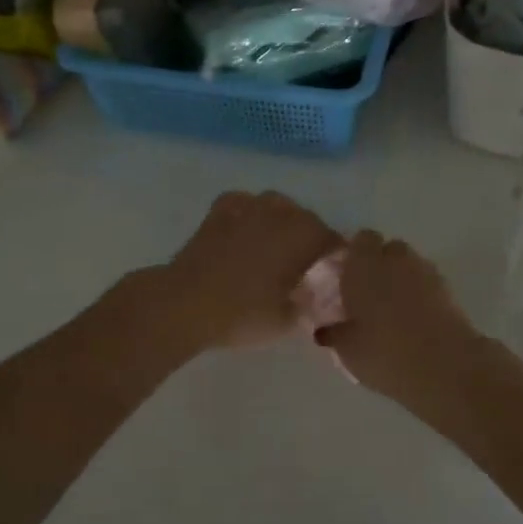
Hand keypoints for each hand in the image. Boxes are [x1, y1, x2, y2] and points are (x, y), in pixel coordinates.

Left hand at [146, 191, 341, 351]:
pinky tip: (246, 227)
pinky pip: (244, 202)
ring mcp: (248, 206)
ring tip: (276, 243)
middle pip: (306, 218)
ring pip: (277, 205)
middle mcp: (280, 213)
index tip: (334, 270)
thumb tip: (312, 297)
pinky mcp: (220, 210)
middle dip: (310, 236)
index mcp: (303, 236)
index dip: (336, 254)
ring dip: (282, 220)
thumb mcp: (285, 321)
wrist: (186, 302)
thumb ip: (305, 306)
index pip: (332, 239)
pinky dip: (250, 212)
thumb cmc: (242, 313)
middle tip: (305, 263)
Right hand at [317, 231, 478, 399]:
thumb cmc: (384, 352)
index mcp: (364, 264)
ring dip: (402, 278)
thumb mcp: (347, 350)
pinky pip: (428, 283)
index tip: (348, 277)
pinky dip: (421, 294)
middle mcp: (395, 259)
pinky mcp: (449, 290)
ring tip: (393, 310)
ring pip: (410, 265)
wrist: (443, 366)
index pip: (361, 239)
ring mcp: (425, 272)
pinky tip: (414, 320)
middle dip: (380, 264)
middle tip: (369, 294)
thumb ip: (334, 333)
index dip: (355, 255)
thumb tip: (325, 329)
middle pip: (388, 248)